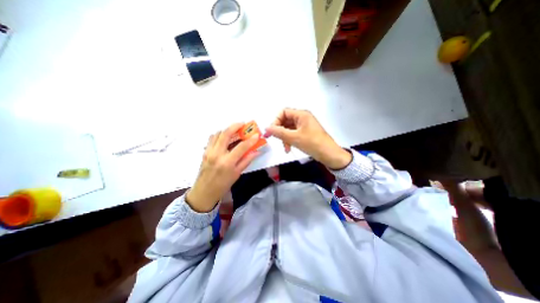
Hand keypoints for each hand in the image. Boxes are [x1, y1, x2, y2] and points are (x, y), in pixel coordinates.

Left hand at [187, 123, 259, 211]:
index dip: (251, 140)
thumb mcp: (237, 174)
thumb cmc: (223, 185)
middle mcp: (217, 154)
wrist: (204, 192)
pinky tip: (225, 137)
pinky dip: (219, 134)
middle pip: (226, 133)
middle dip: (236, 126)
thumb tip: (256, 151)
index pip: (241, 147)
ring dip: (227, 129)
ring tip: (235, 130)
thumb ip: (247, 160)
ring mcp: (209, 151)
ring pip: (218, 133)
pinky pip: (212, 138)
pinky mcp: (204, 151)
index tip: (257, 135)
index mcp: (227, 162)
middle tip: (243, 124)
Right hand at [264, 109, 352, 170]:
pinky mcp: (306, 133)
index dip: (276, 121)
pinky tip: (289, 148)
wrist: (329, 155)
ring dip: (285, 138)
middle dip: (280, 131)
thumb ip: (278, 132)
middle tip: (275, 140)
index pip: (283, 112)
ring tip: (285, 148)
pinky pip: (294, 134)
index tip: (271, 131)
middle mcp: (303, 118)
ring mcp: (305, 126)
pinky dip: (290, 140)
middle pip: (285, 120)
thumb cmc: (312, 143)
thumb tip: (266, 128)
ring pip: (289, 129)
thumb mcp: (293, 138)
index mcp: (301, 114)